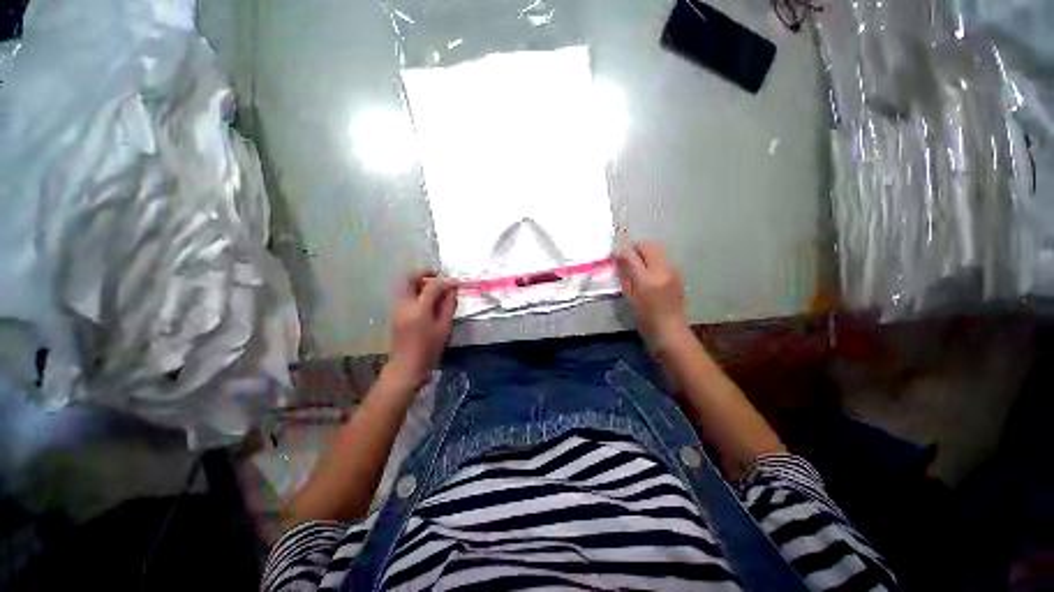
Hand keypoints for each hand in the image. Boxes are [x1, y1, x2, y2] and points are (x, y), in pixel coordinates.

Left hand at [385, 272, 457, 389]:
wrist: (407, 364)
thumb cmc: (429, 347)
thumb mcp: (444, 326)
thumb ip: (449, 305)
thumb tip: (452, 289)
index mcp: (419, 309)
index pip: (432, 286)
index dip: (445, 281)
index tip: (455, 283)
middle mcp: (404, 304)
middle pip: (410, 278)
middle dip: (425, 273)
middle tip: (438, 277)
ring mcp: (396, 307)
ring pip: (404, 283)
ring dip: (418, 281)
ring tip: (433, 287)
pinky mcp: (394, 311)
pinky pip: (403, 292)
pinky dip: (414, 289)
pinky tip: (425, 298)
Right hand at [616, 241, 688, 341]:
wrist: (670, 330)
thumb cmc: (645, 317)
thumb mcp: (630, 296)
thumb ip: (625, 273)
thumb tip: (618, 257)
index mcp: (649, 277)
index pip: (633, 253)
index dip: (623, 252)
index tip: (616, 258)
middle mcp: (663, 269)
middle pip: (649, 246)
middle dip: (636, 249)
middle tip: (626, 261)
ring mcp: (673, 270)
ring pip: (657, 250)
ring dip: (645, 253)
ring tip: (637, 268)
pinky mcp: (678, 274)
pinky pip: (663, 259)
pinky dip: (653, 260)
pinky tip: (649, 274)